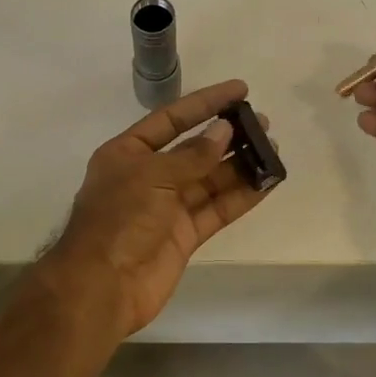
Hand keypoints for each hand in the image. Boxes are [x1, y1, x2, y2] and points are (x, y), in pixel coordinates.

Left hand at [38, 79, 276, 339]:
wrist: (103, 286)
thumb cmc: (119, 220)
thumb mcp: (152, 176)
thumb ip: (191, 155)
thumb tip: (224, 132)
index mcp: (128, 153)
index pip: (171, 119)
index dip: (205, 103)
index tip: (240, 89)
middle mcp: (148, 176)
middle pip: (194, 150)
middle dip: (227, 136)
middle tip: (263, 123)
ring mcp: (167, 207)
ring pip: (210, 180)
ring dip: (240, 165)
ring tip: (272, 149)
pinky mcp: (184, 235)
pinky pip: (216, 209)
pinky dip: (241, 196)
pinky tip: (267, 182)